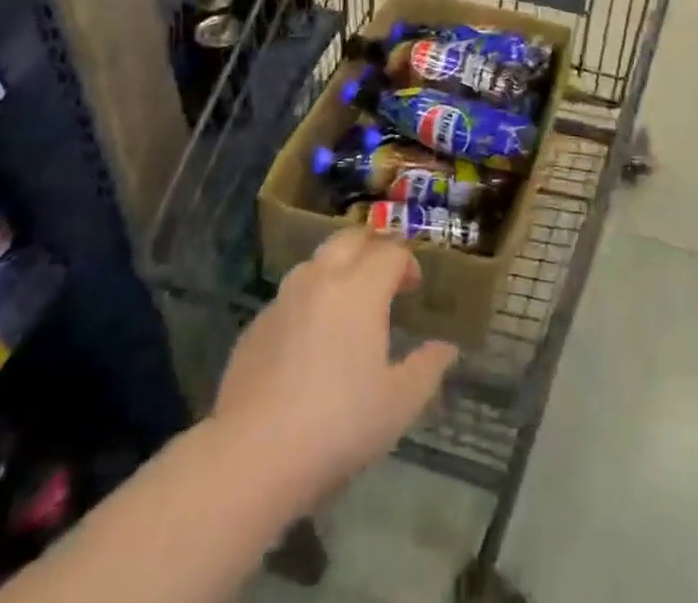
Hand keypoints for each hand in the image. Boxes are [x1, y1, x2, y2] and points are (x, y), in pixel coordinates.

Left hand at [213, 229, 457, 506]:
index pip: (390, 252)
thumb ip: (427, 369)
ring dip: (337, 269)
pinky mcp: (255, 326)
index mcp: (360, 290)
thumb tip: (447, 348)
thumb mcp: (398, 405)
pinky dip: (308, 302)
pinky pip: (289, 297)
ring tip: (347, 305)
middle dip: (371, 248)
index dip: (407, 264)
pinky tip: (309, 340)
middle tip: (383, 278)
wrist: (250, 457)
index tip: (413, 289)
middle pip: (349, 239)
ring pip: (315, 262)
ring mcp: (283, 300)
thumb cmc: (337, 426)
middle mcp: (321, 280)